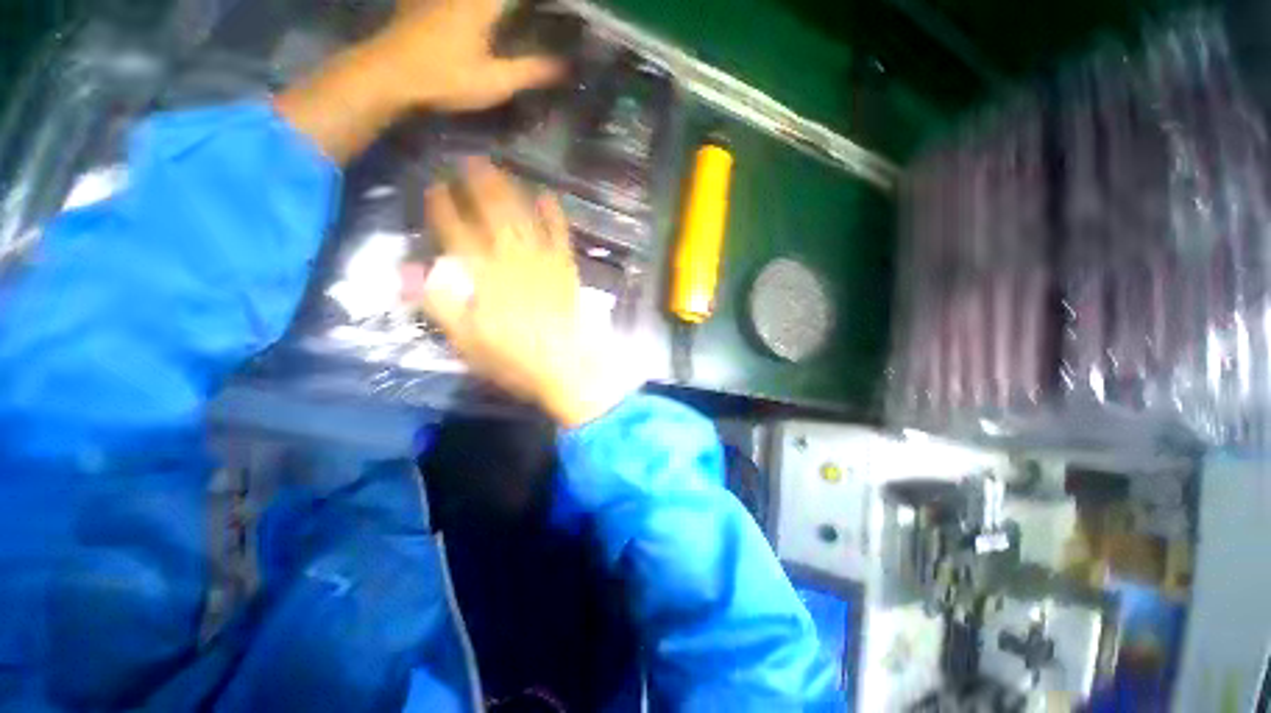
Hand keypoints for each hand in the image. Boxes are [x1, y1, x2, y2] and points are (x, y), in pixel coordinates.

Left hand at [370, 0, 563, 111]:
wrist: (390, 73)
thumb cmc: (447, 79)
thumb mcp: (495, 81)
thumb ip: (531, 71)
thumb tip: (566, 66)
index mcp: (485, 3)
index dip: (546, 3)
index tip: (559, 7)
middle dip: (517, 6)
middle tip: (536, 12)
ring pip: (478, 0)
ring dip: (496, 8)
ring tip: (504, 17)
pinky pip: (450, 1)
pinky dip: (470, 9)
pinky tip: (468, 15)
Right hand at [402, 159, 626, 426]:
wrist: (567, 366)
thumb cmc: (515, 359)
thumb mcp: (467, 341)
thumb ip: (439, 304)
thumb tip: (410, 271)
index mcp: (484, 276)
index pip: (456, 231)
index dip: (443, 208)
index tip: (434, 188)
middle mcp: (512, 259)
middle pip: (492, 213)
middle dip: (477, 185)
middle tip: (467, 161)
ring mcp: (543, 261)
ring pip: (523, 216)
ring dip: (509, 189)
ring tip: (498, 168)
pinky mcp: (566, 269)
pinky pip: (559, 234)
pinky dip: (553, 214)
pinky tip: (547, 196)